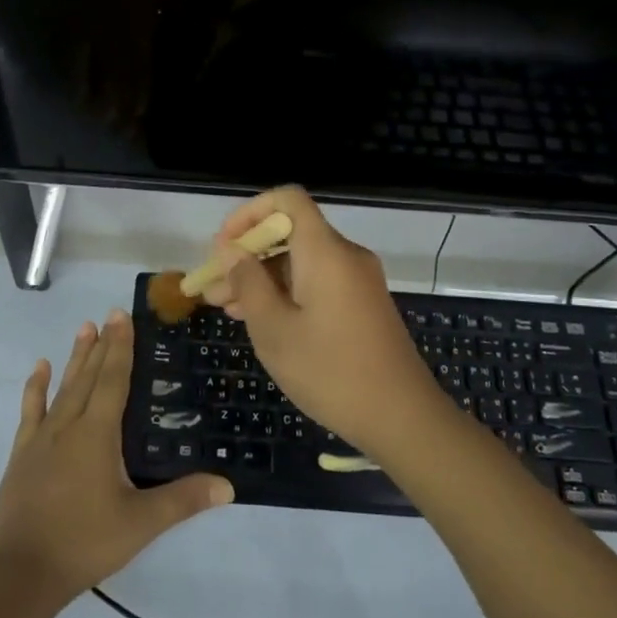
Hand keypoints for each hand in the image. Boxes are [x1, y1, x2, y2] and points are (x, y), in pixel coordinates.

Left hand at [0, 311, 233, 607]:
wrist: (20, 574)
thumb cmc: (84, 543)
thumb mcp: (140, 524)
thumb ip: (183, 500)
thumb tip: (228, 485)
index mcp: (97, 435)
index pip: (113, 380)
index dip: (120, 348)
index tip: (122, 316)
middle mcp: (68, 426)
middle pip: (88, 377)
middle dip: (102, 345)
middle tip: (109, 314)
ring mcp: (41, 439)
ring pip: (62, 388)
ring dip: (74, 358)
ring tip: (84, 328)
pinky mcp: (22, 455)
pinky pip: (30, 411)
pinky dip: (36, 388)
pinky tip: (40, 369)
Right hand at [202, 187, 435, 455]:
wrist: (402, 418)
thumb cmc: (330, 372)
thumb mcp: (274, 330)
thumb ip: (248, 283)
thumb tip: (231, 250)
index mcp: (325, 252)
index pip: (287, 199)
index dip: (249, 213)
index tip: (224, 247)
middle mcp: (345, 256)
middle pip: (290, 233)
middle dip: (248, 255)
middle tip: (213, 289)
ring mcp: (358, 281)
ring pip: (301, 262)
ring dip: (263, 278)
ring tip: (228, 309)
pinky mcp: (363, 304)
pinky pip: (318, 282)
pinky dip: (287, 292)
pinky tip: (262, 320)